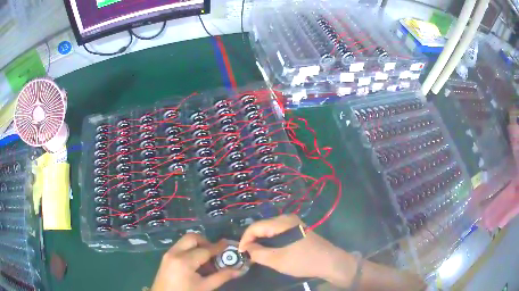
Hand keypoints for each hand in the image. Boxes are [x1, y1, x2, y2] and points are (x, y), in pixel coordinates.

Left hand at [152, 233, 240, 290]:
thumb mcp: (205, 287)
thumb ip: (222, 276)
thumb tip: (239, 270)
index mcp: (184, 261)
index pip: (205, 250)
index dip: (218, 247)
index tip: (228, 244)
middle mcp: (174, 253)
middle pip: (192, 238)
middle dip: (206, 242)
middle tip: (215, 253)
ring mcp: (168, 253)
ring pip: (185, 240)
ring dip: (197, 245)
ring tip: (206, 259)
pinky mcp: (166, 256)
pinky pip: (180, 246)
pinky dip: (190, 249)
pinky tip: (196, 262)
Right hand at [238, 214, 354, 282]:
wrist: (330, 262)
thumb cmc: (303, 261)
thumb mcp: (277, 260)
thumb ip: (258, 253)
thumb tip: (246, 248)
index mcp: (282, 222)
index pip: (255, 227)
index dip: (245, 239)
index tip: (241, 252)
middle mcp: (287, 218)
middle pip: (262, 226)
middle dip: (253, 240)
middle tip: (248, 255)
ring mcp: (294, 223)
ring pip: (270, 230)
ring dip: (262, 241)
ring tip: (257, 254)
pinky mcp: (298, 229)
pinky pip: (278, 232)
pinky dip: (271, 241)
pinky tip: (271, 251)